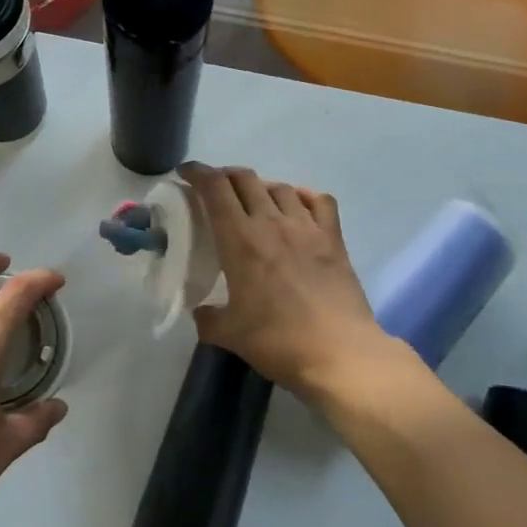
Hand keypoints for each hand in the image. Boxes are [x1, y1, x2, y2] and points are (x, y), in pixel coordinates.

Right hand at [183, 164, 399, 399]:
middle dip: (225, 176)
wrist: (340, 354)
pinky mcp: (334, 239)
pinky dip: (303, 195)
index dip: (197, 173)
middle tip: (216, 189)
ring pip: (280, 187)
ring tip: (254, 200)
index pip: (215, 189)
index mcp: (240, 240)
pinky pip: (319, 200)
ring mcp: (306, 228)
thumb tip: (201, 311)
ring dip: (261, 186)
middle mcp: (271, 223)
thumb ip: (208, 318)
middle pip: (245, 179)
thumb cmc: (278, 342)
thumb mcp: (229, 334)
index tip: (186, 172)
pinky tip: (297, 205)